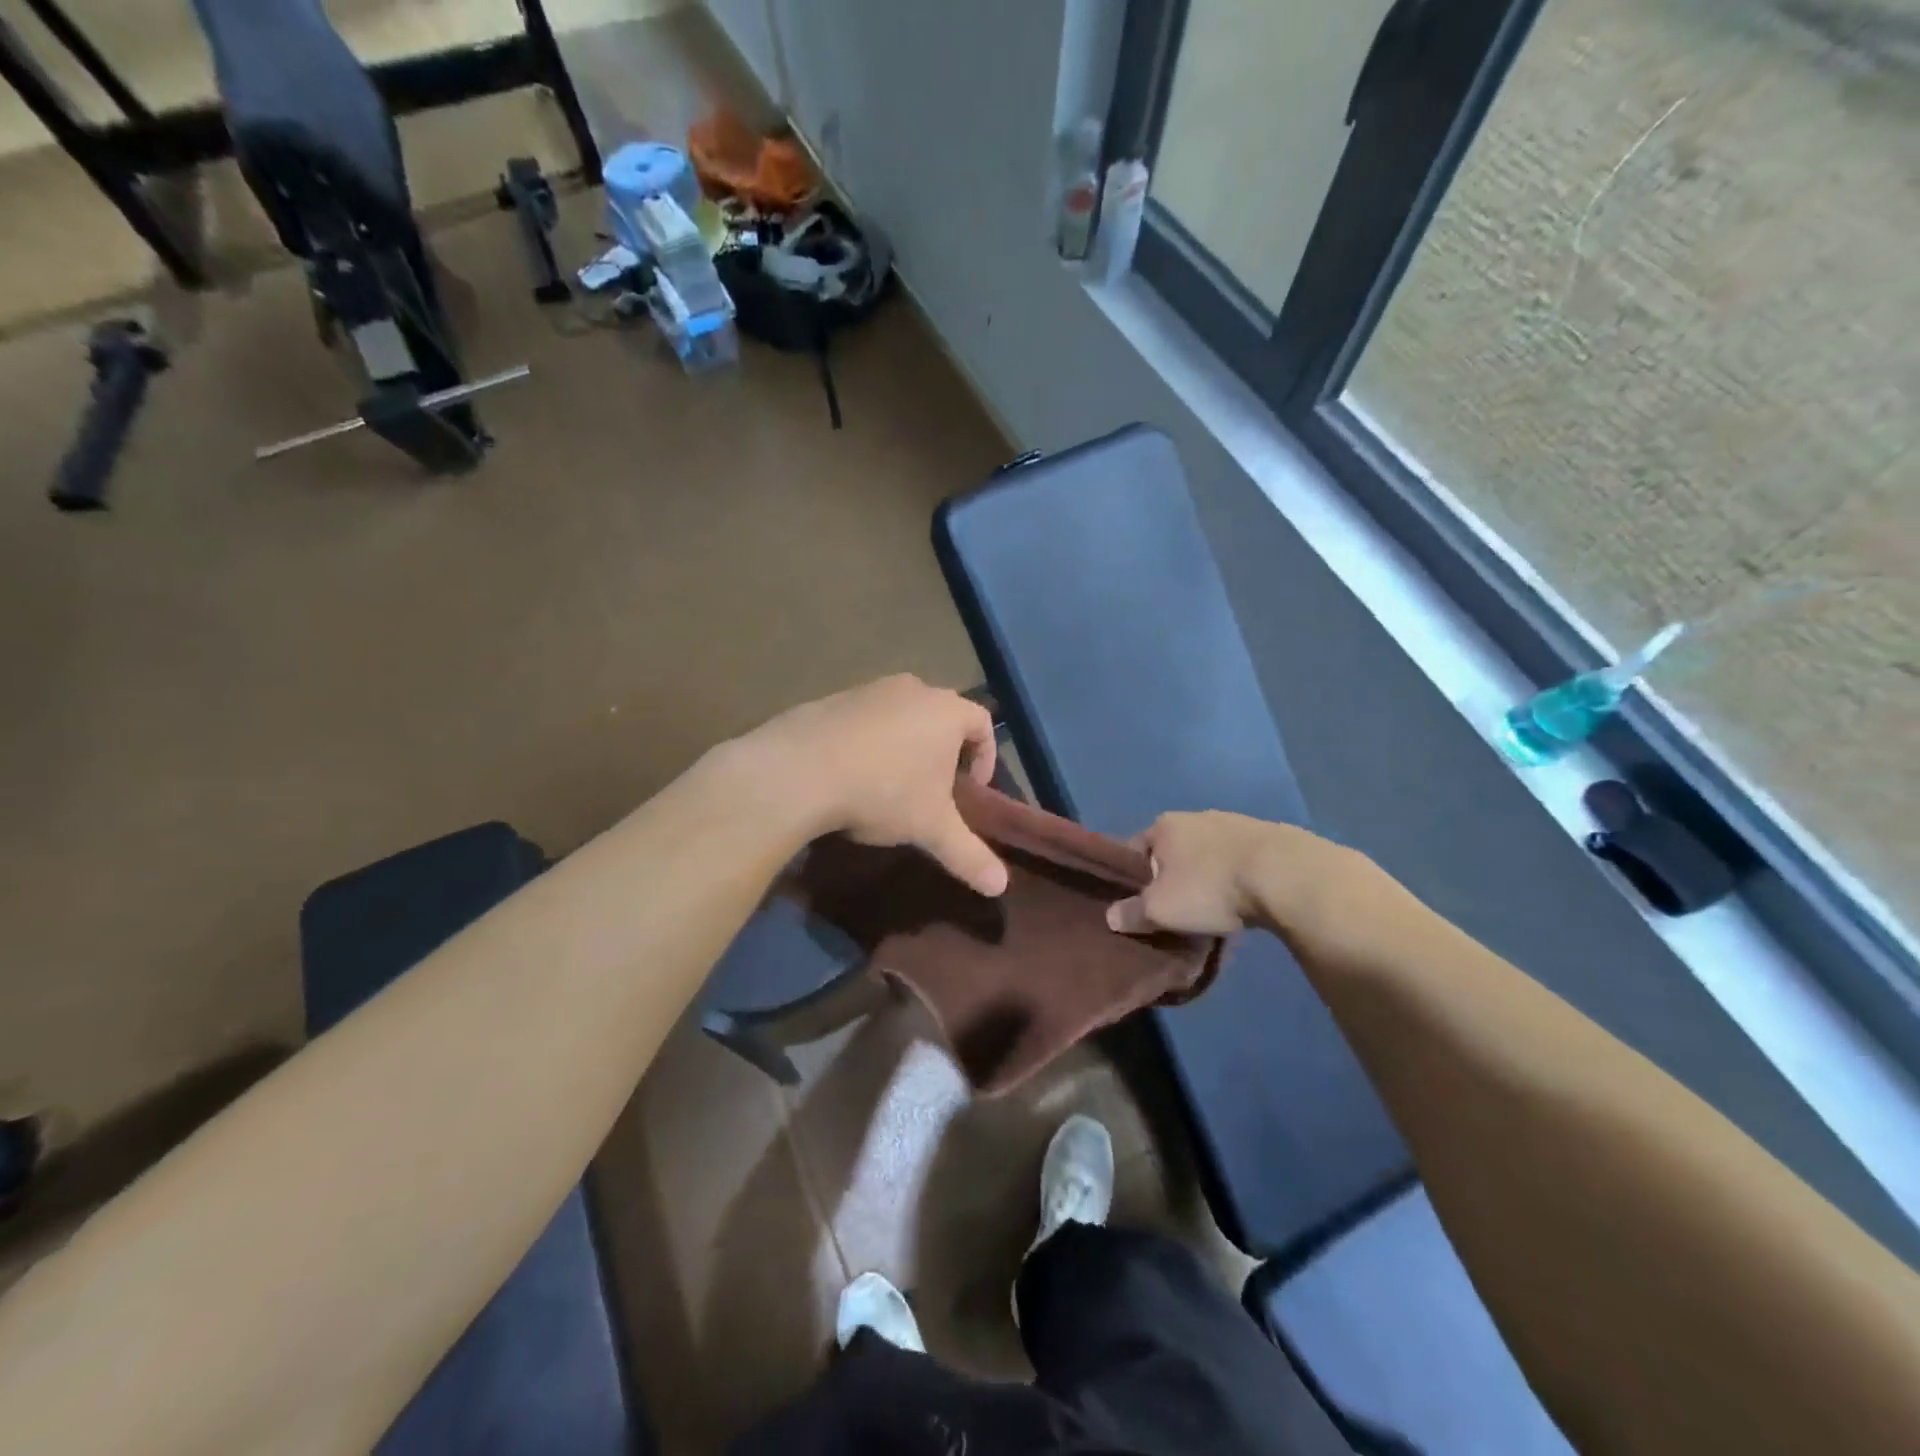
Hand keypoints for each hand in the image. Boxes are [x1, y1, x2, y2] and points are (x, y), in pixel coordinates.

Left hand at [740, 675, 1008, 895]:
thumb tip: (1001, 886)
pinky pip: (864, 719)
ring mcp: (869, 689)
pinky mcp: (832, 699)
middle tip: (935, 788)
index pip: (983, 723)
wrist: (799, 770)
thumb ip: (969, 855)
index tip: (972, 790)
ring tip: (892, 783)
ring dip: (905, 744)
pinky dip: (869, 741)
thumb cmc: (883, 791)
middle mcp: (912, 688)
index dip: (986, 756)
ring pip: (901, 714)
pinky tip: (853, 774)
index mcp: (946, 710)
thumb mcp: (931, 828)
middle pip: (941, 715)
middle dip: (944, 750)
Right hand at [1106, 811, 1373, 943]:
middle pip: (1172, 851)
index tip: (1138, 904)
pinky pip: (1238, 861)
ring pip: (1207, 855)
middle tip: (1175, 910)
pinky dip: (1235, 878)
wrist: (1285, 874)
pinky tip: (1243, 901)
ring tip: (1212, 910)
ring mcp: (1233, 822)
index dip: (1133, 877)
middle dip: (1172, 877)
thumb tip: (1112, 916)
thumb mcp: (1160, 908)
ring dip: (1206, 877)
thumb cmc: (1210, 887)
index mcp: (1164, 825)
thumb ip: (1132, 912)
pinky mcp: (1267, 837)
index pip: (1135, 849)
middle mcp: (1195, 816)